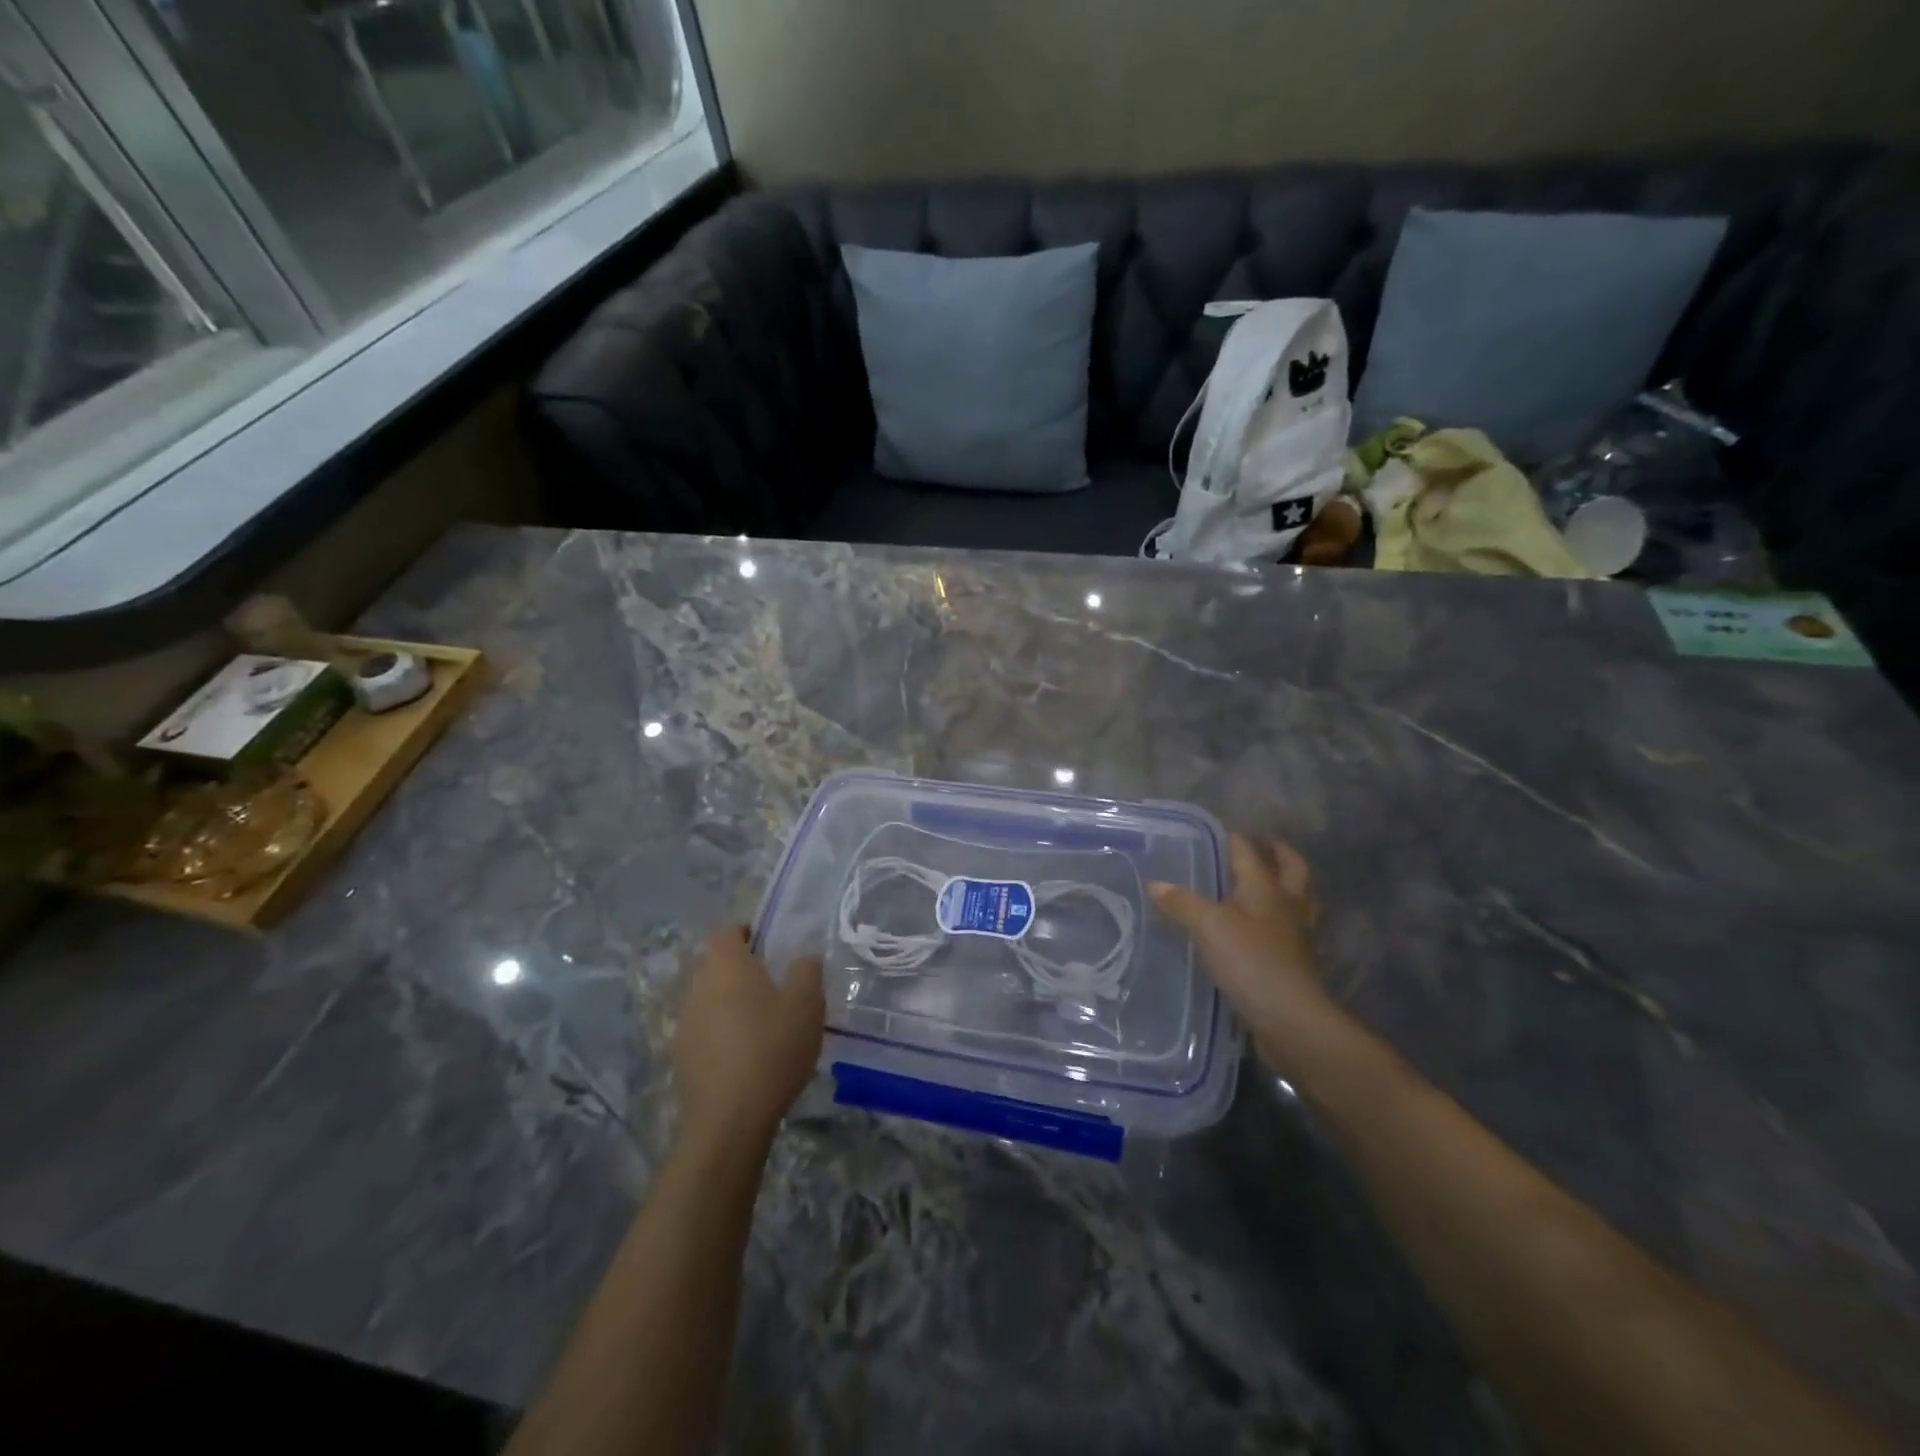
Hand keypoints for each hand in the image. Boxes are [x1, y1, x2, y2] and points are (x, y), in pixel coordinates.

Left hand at [673, 927, 823, 1155]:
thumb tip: (802, 958)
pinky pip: (705, 1031)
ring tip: (764, 1024)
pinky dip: (723, 1034)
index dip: (746, 932)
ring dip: (731, 1003)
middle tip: (775, 985)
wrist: (729, 1120)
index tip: (771, 946)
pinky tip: (747, 1056)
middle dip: (741, 970)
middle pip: (715, 965)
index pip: (726, 932)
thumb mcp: (807, 1004)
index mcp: (726, 966)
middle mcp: (698, 988)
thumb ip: (806, 971)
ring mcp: (684, 1024)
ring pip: (709, 999)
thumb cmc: (772, 1048)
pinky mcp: (681, 1058)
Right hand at [1149, 834, 1327, 1068]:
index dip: (1235, 838)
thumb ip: (1182, 902)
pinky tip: (1257, 930)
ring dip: (1284, 887)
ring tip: (1261, 884)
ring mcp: (1296, 936)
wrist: (1291, 1019)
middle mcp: (1287, 906)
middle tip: (1260, 845)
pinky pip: (1288, 931)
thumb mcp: (1208, 926)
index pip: (1249, 851)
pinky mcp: (1294, 964)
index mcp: (1266, 888)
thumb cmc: (1251, 961)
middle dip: (1277, 853)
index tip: (1218, 831)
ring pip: (1296, 900)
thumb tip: (1155, 883)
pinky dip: (1277, 922)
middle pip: (1291, 869)